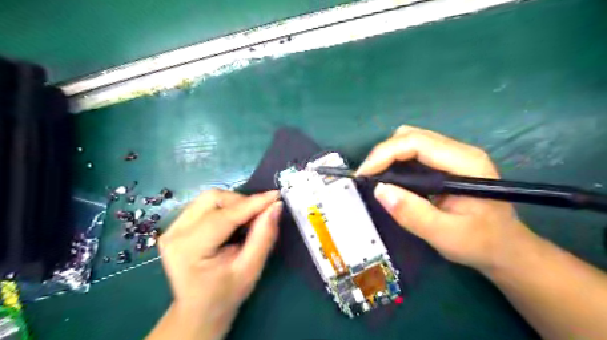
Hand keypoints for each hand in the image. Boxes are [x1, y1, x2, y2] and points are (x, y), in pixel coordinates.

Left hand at [151, 190, 284, 339]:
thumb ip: (263, 236)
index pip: (224, 216)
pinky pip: (205, 204)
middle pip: (213, 199)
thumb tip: (275, 206)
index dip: (252, 203)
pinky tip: (233, 222)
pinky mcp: (176, 225)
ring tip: (247, 220)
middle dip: (241, 202)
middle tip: (260, 214)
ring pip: (209, 198)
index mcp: (189, 250)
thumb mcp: (250, 269)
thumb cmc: (226, 294)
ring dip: (234, 203)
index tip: (276, 195)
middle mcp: (175, 233)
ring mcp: (172, 228)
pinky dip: (225, 207)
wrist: (199, 309)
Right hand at [357, 127, 532, 272]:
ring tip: (377, 179)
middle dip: (383, 153)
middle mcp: (459, 151)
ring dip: (388, 156)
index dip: (384, 154)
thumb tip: (379, 189)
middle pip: (411, 135)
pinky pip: (414, 151)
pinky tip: (393, 180)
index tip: (363, 175)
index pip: (416, 143)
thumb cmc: (480, 243)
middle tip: (369, 178)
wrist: (507, 249)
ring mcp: (453, 154)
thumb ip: (413, 214)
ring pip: (410, 140)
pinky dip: (396, 161)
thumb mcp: (445, 235)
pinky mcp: (446, 162)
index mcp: (465, 163)